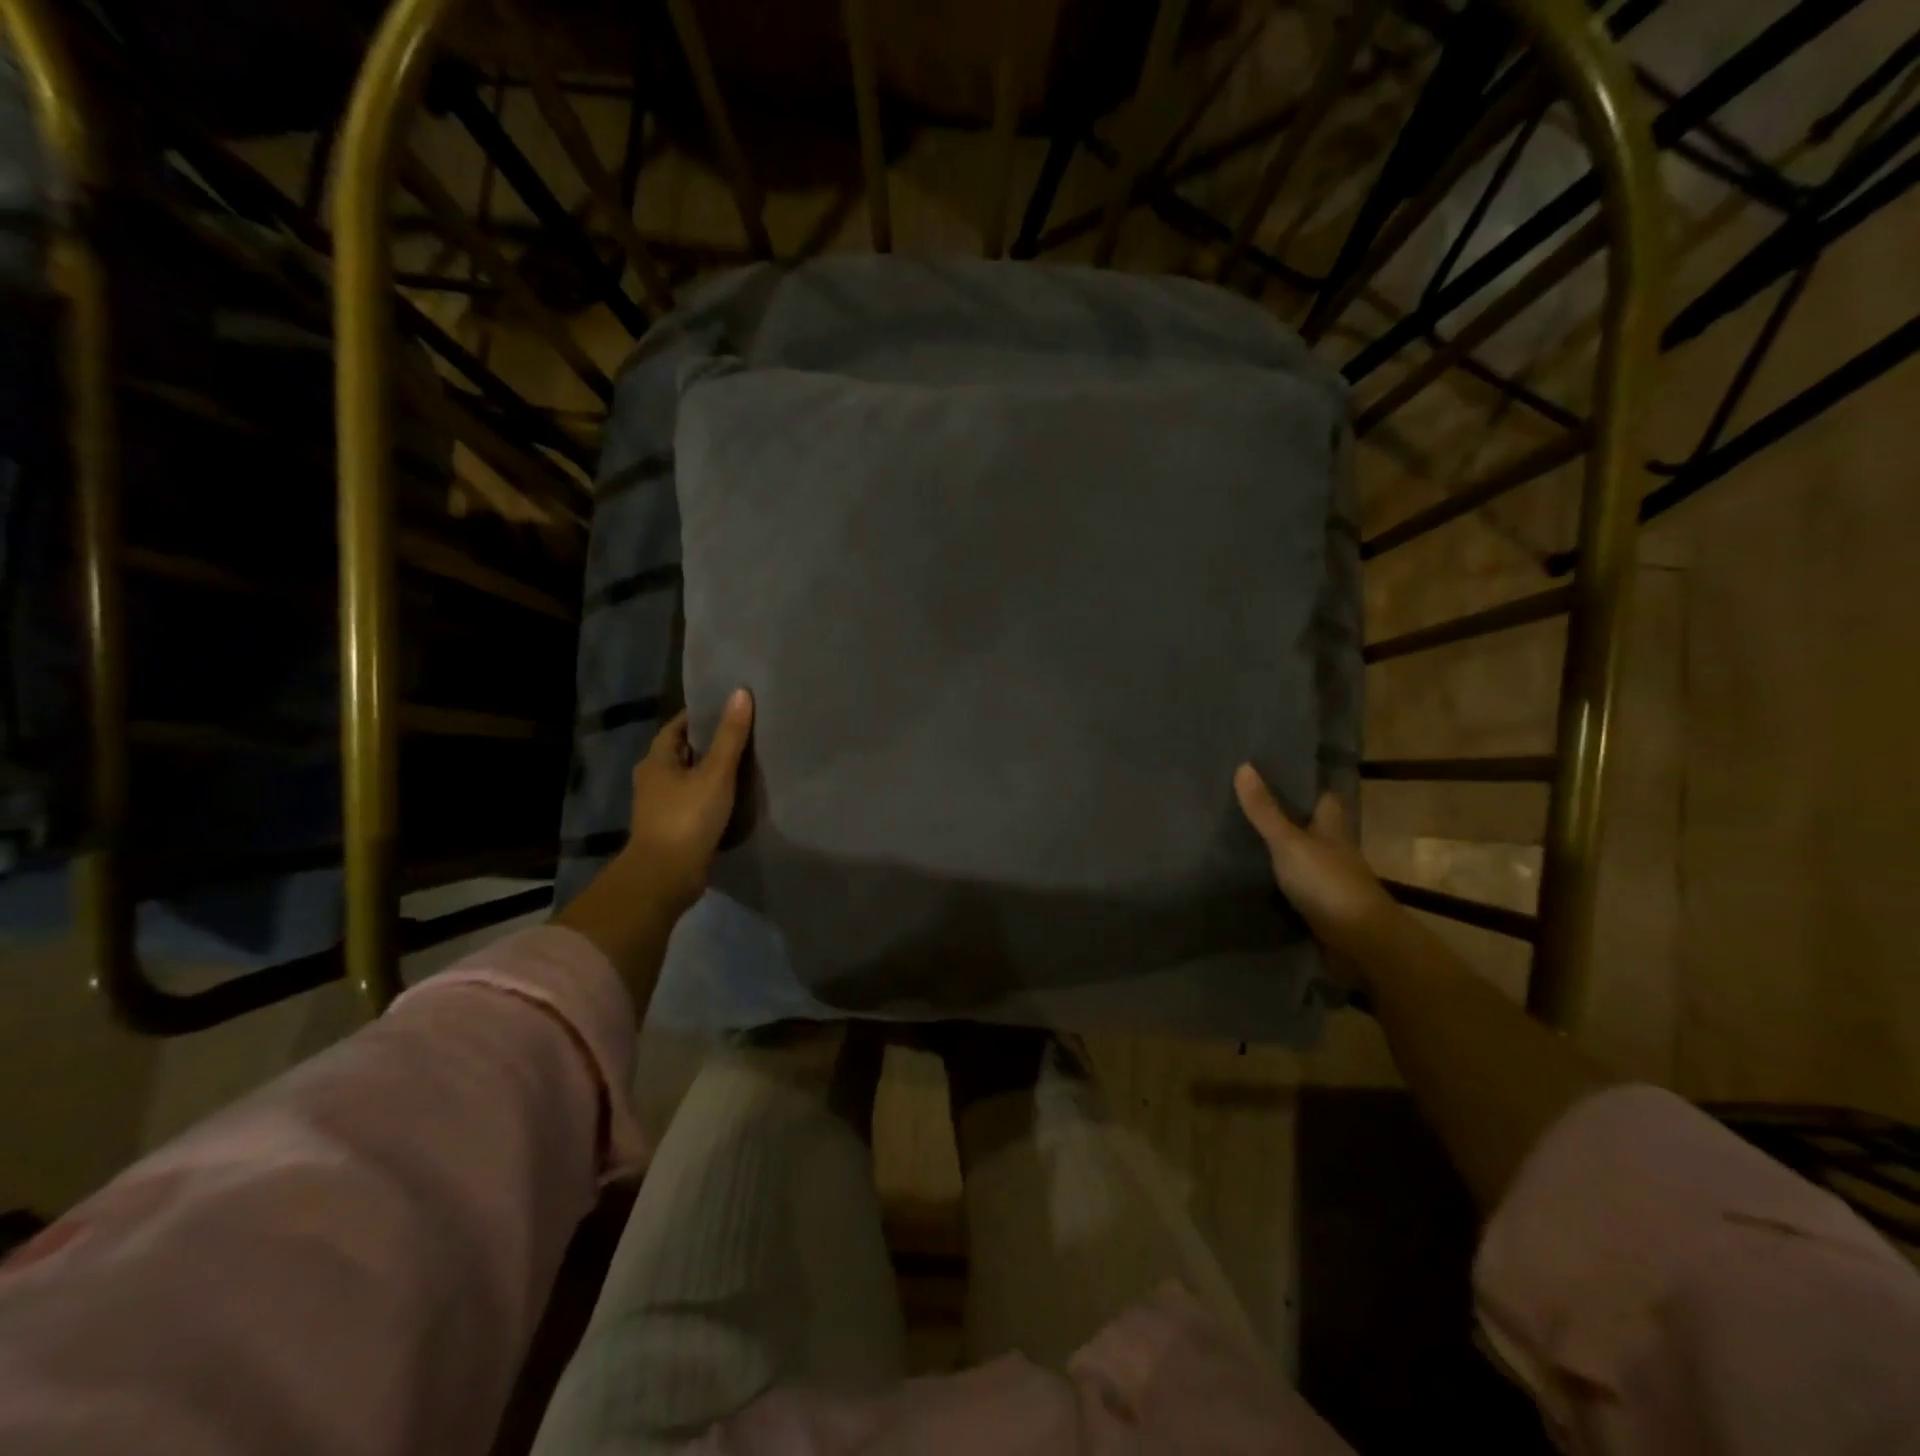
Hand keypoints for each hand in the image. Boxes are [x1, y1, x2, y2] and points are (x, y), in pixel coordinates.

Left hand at [617, 688, 754, 915]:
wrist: (664, 876)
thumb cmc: (687, 817)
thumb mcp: (715, 773)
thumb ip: (730, 736)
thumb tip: (741, 692)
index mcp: (657, 759)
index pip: (677, 726)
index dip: (701, 715)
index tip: (728, 709)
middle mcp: (652, 779)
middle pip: (682, 752)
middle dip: (708, 743)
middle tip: (742, 735)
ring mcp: (658, 806)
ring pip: (687, 779)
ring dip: (708, 772)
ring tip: (742, 765)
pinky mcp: (670, 828)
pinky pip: (691, 802)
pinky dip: (708, 796)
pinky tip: (731, 799)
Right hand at [1234, 765, 1403, 965]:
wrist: (1359, 941)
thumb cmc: (1327, 881)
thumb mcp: (1288, 842)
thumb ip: (1264, 810)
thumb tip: (1243, 764)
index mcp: (1332, 826)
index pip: (1323, 797)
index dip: (1305, 786)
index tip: (1278, 773)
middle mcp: (1334, 848)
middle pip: (1312, 825)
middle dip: (1288, 817)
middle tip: (1250, 804)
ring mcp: (1329, 878)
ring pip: (1304, 855)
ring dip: (1283, 849)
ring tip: (1244, 837)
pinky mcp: (1321, 905)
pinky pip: (1297, 884)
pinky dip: (1281, 879)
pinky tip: (1256, 876)